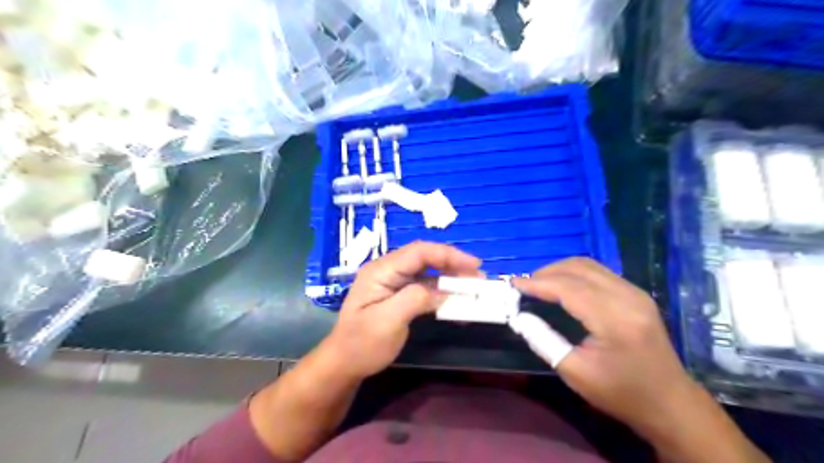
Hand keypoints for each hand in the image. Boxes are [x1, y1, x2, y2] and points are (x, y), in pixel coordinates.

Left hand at [318, 242, 480, 379]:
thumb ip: (415, 299)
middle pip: (425, 258)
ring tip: (472, 287)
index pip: (419, 252)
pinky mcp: (399, 295)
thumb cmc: (362, 344)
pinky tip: (456, 302)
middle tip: (478, 277)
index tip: (473, 265)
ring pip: (427, 272)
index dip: (448, 255)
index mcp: (381, 270)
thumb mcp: (388, 322)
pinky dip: (442, 292)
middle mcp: (388, 270)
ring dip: (450, 278)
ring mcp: (393, 283)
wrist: (344, 364)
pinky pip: (425, 287)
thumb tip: (445, 290)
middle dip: (452, 264)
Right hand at [513, 258, 692, 431]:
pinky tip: (562, 286)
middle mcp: (628, 297)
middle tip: (524, 285)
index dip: (538, 283)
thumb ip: (543, 340)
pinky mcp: (637, 294)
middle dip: (546, 272)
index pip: (568, 288)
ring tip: (539, 283)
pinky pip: (599, 272)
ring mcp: (635, 292)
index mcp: (615, 319)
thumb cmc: (620, 393)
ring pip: (589, 265)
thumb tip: (519, 317)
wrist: (670, 403)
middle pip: (579, 269)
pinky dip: (575, 274)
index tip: (513, 284)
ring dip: (560, 270)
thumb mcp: (575, 373)